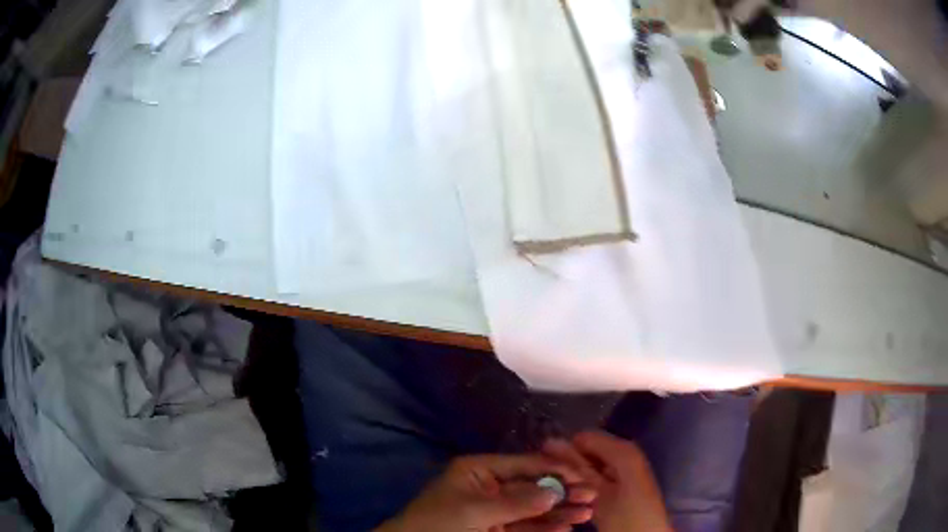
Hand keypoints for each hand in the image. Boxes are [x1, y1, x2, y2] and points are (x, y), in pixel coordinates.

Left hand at [376, 454, 595, 531]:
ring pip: (533, 509)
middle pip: (533, 487)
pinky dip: (545, 527)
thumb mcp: (475, 510)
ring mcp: (495, 510)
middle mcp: (491, 487)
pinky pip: (525, 526)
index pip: (524, 464)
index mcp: (480, 470)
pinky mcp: (496, 529)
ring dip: (560, 511)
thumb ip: (515, 502)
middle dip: (562, 492)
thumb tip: (553, 491)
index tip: (582, 474)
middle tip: (593, 495)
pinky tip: (565, 528)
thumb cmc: (437, 523)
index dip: (554, 469)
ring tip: (588, 513)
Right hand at [542, 432, 672, 531]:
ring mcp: (625, 468)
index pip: (582, 437)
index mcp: (623, 450)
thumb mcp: (598, 493)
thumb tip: (549, 441)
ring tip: (564, 496)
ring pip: (591, 464)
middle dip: (569, 465)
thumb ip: (576, 467)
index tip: (548, 471)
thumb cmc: (626, 518)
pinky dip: (586, 484)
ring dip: (576, 477)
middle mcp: (625, 452)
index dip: (564, 451)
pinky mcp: (623, 482)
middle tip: (554, 487)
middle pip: (588, 450)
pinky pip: (599, 475)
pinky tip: (577, 498)